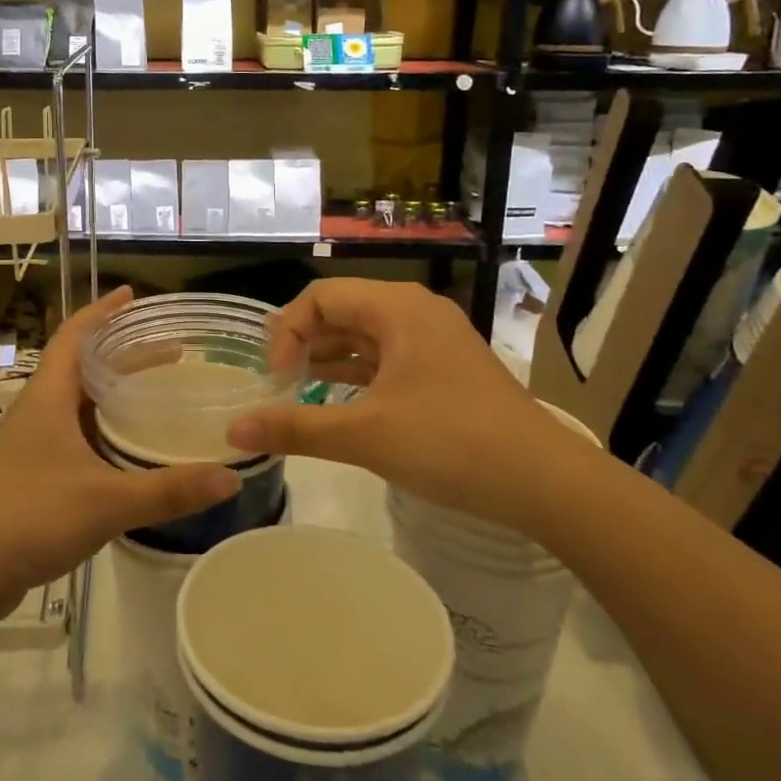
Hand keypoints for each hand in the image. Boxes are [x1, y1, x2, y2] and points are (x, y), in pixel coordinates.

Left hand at [0, 287, 240, 622]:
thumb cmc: (31, 517)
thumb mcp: (107, 502)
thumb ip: (169, 490)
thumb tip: (232, 476)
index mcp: (48, 397)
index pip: (75, 335)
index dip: (103, 311)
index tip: (133, 294)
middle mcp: (37, 410)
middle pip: (82, 365)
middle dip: (124, 353)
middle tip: (171, 351)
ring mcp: (29, 442)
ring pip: (76, 400)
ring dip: (112, 390)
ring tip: (154, 392)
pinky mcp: (29, 470)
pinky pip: (72, 430)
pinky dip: (101, 423)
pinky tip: (125, 446)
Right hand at [225, 280, 599, 532]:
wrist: (547, 483)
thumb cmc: (452, 444)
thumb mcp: (366, 435)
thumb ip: (295, 427)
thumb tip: (233, 432)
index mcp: (397, 308)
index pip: (321, 297)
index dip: (288, 332)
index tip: (277, 379)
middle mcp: (415, 311)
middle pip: (342, 311)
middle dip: (304, 343)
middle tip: (279, 384)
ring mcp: (434, 340)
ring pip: (365, 336)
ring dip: (329, 359)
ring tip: (297, 392)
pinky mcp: (445, 369)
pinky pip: (387, 358)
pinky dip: (358, 374)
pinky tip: (338, 402)